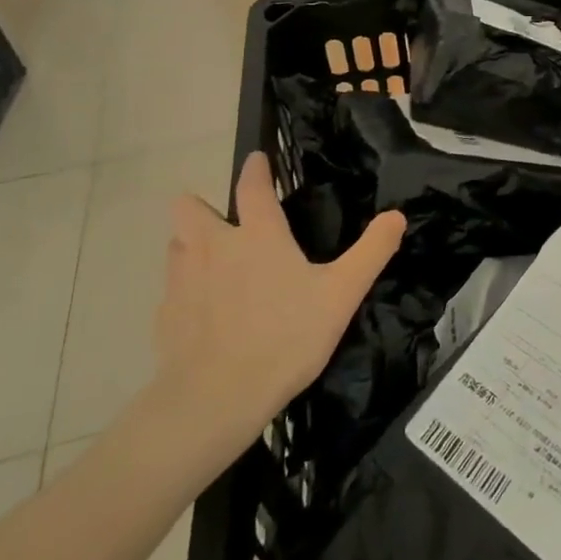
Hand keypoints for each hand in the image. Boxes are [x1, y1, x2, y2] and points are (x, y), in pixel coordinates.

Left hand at [147, 152, 405, 471]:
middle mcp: (213, 246)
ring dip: (191, 245)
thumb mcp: (342, 294)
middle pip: (189, 207)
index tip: (257, 159)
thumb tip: (396, 216)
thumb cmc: (284, 338)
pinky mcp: (164, 316)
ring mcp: (182, 281)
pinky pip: (171, 289)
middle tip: (228, 225)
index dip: (255, 168)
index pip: (251, 185)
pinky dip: (186, 292)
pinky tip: (205, 315)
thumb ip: (371, 252)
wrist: (214, 400)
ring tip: (216, 266)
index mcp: (257, 235)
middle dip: (203, 207)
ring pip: (176, 245)